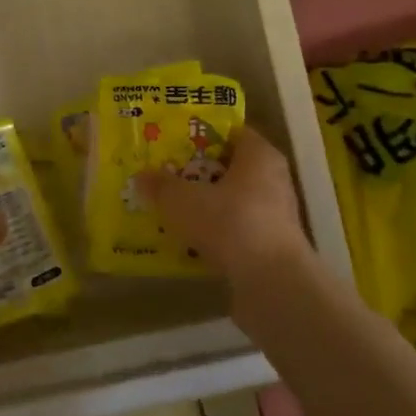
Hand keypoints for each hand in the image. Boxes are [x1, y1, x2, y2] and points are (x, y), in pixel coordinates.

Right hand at [137, 124, 309, 284]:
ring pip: (232, 202)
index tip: (174, 141)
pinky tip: (187, 241)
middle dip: (198, 172)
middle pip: (230, 168)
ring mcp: (274, 216)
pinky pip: (235, 231)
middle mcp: (273, 180)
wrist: (271, 283)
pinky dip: (214, 233)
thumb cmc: (230, 223)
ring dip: (205, 206)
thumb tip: (141, 177)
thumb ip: (160, 186)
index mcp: (260, 156)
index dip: (202, 134)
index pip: (232, 133)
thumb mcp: (182, 200)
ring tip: (171, 210)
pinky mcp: (270, 248)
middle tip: (165, 175)